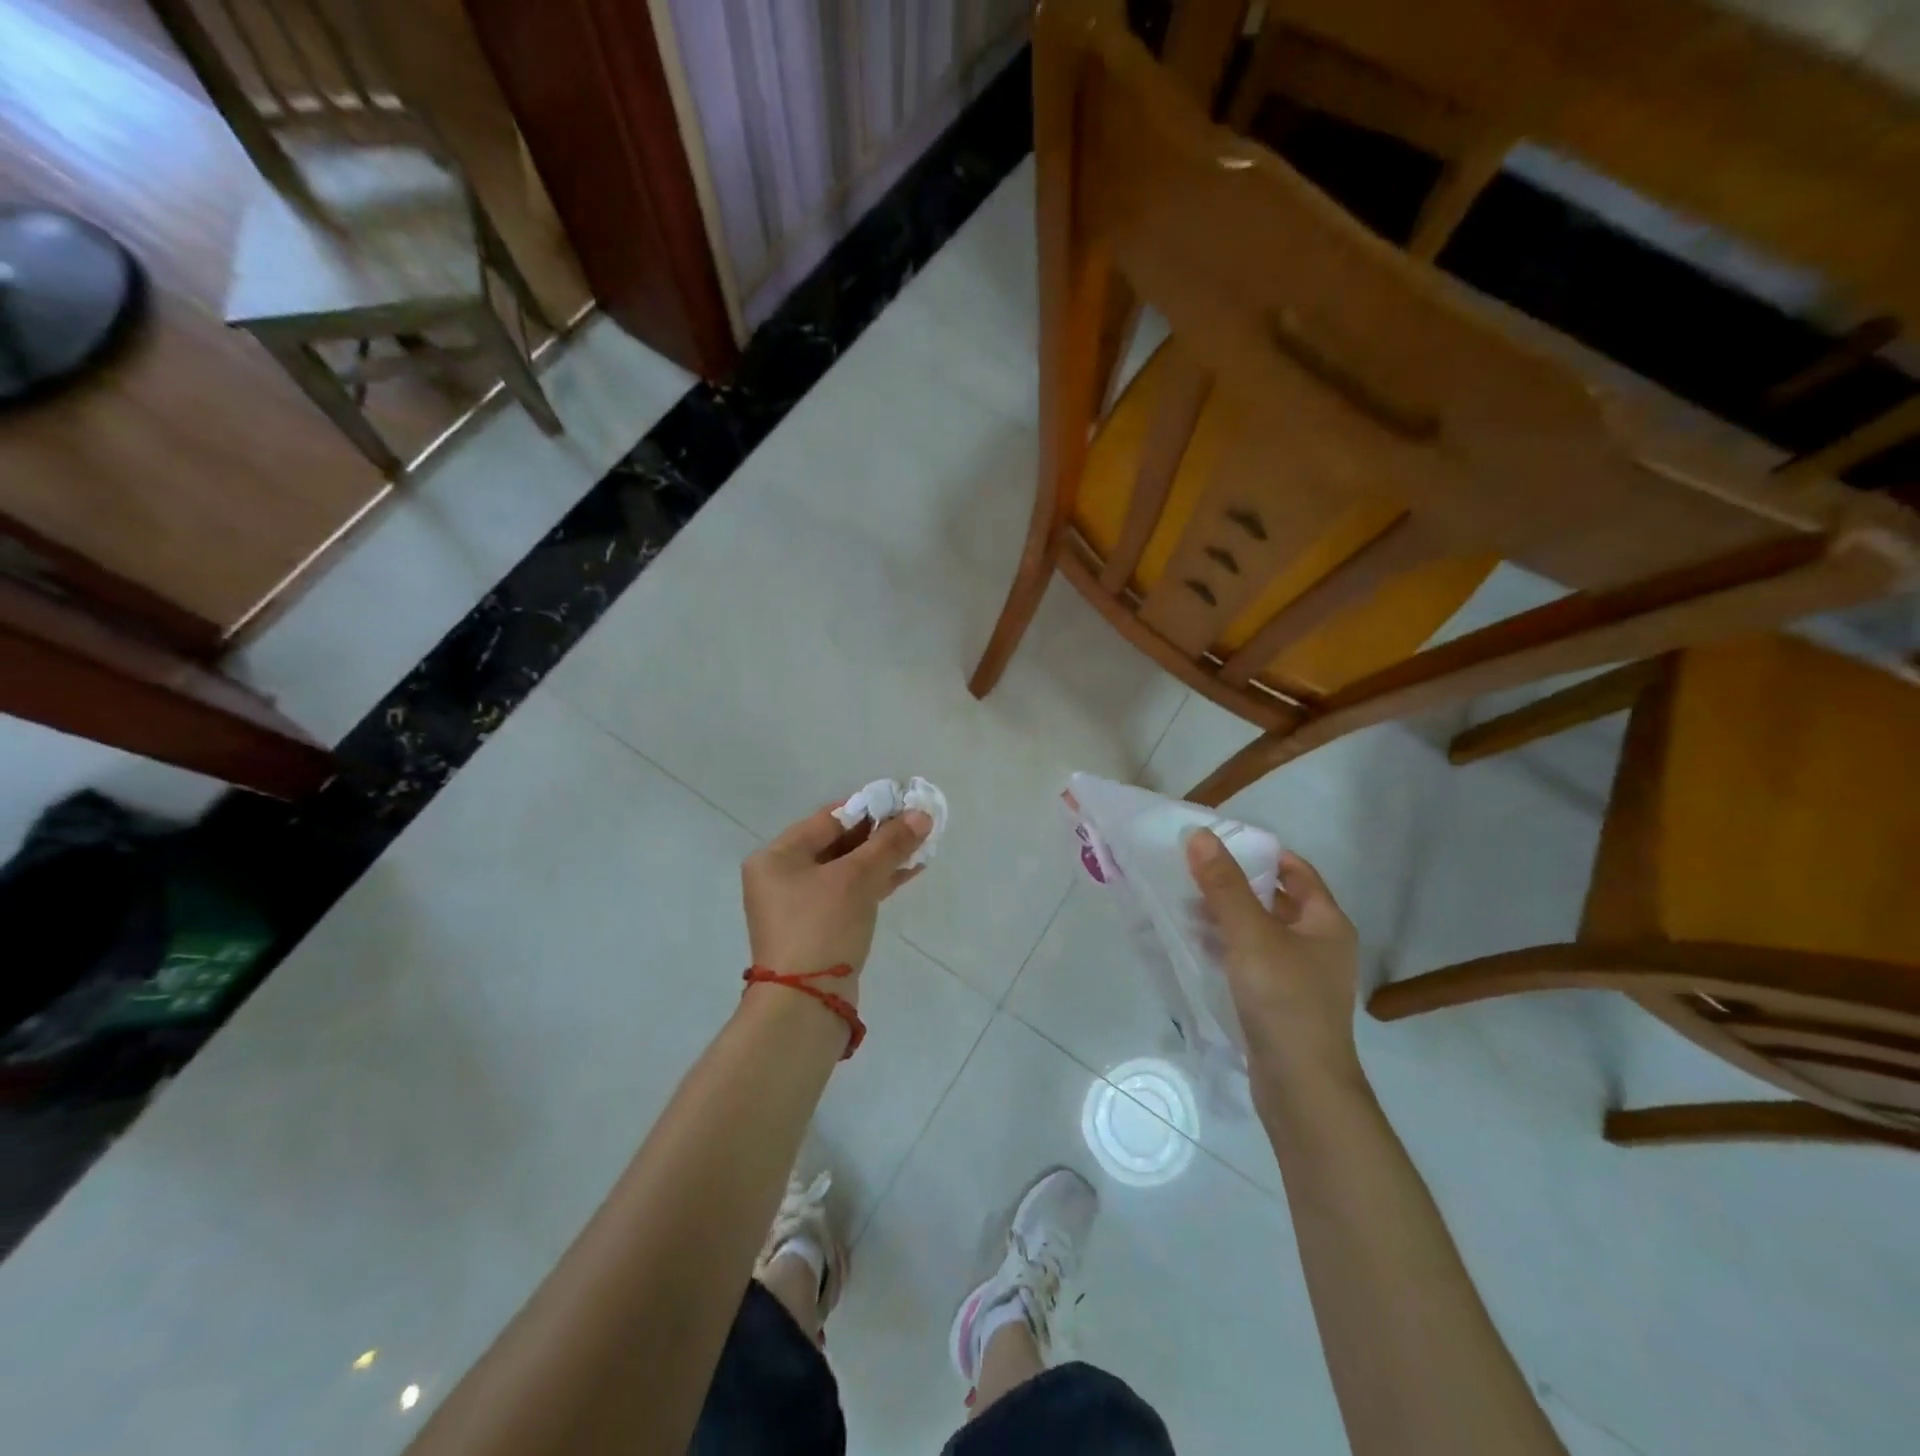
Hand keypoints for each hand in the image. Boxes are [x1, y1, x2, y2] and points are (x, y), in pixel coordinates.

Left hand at [742, 801, 931, 1001]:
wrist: (805, 1004)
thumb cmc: (822, 927)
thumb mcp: (857, 879)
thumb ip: (889, 844)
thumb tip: (922, 814)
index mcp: (777, 856)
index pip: (828, 819)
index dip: (868, 808)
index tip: (903, 802)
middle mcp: (782, 877)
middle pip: (837, 844)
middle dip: (879, 835)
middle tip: (916, 824)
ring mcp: (799, 905)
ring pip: (847, 870)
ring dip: (882, 858)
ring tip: (921, 846)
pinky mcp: (818, 928)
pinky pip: (849, 893)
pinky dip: (876, 882)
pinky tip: (909, 871)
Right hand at [1186, 831, 1362, 1089]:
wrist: (1301, 1087)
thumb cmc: (1284, 1000)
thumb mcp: (1250, 935)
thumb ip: (1224, 885)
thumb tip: (1200, 836)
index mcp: (1326, 922)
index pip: (1294, 870)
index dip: (1258, 853)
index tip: (1217, 844)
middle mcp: (1319, 944)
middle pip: (1274, 899)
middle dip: (1234, 885)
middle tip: (1192, 872)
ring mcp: (1300, 976)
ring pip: (1259, 931)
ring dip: (1226, 916)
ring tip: (1185, 906)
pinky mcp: (1280, 1001)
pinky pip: (1251, 959)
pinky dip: (1227, 947)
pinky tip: (1196, 945)